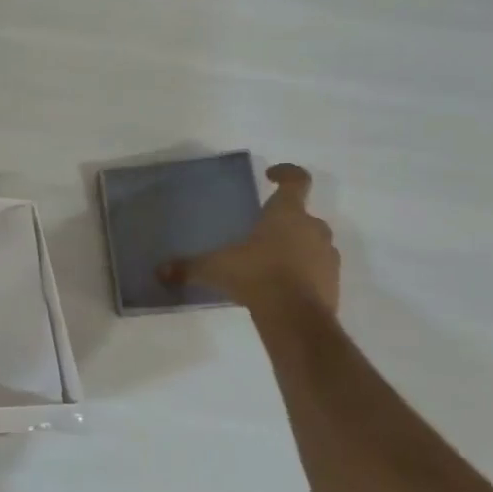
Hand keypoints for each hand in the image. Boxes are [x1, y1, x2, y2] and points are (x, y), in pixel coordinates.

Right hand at [160, 163, 340, 314]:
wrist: (296, 318)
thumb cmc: (256, 276)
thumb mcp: (215, 268)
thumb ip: (188, 267)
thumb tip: (159, 271)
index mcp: (287, 214)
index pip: (297, 180)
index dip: (286, 173)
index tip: (271, 176)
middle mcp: (312, 228)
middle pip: (303, 215)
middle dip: (285, 220)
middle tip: (262, 231)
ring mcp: (327, 256)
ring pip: (312, 243)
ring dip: (296, 247)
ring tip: (270, 262)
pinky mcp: (333, 283)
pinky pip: (318, 270)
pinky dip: (303, 273)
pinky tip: (282, 288)